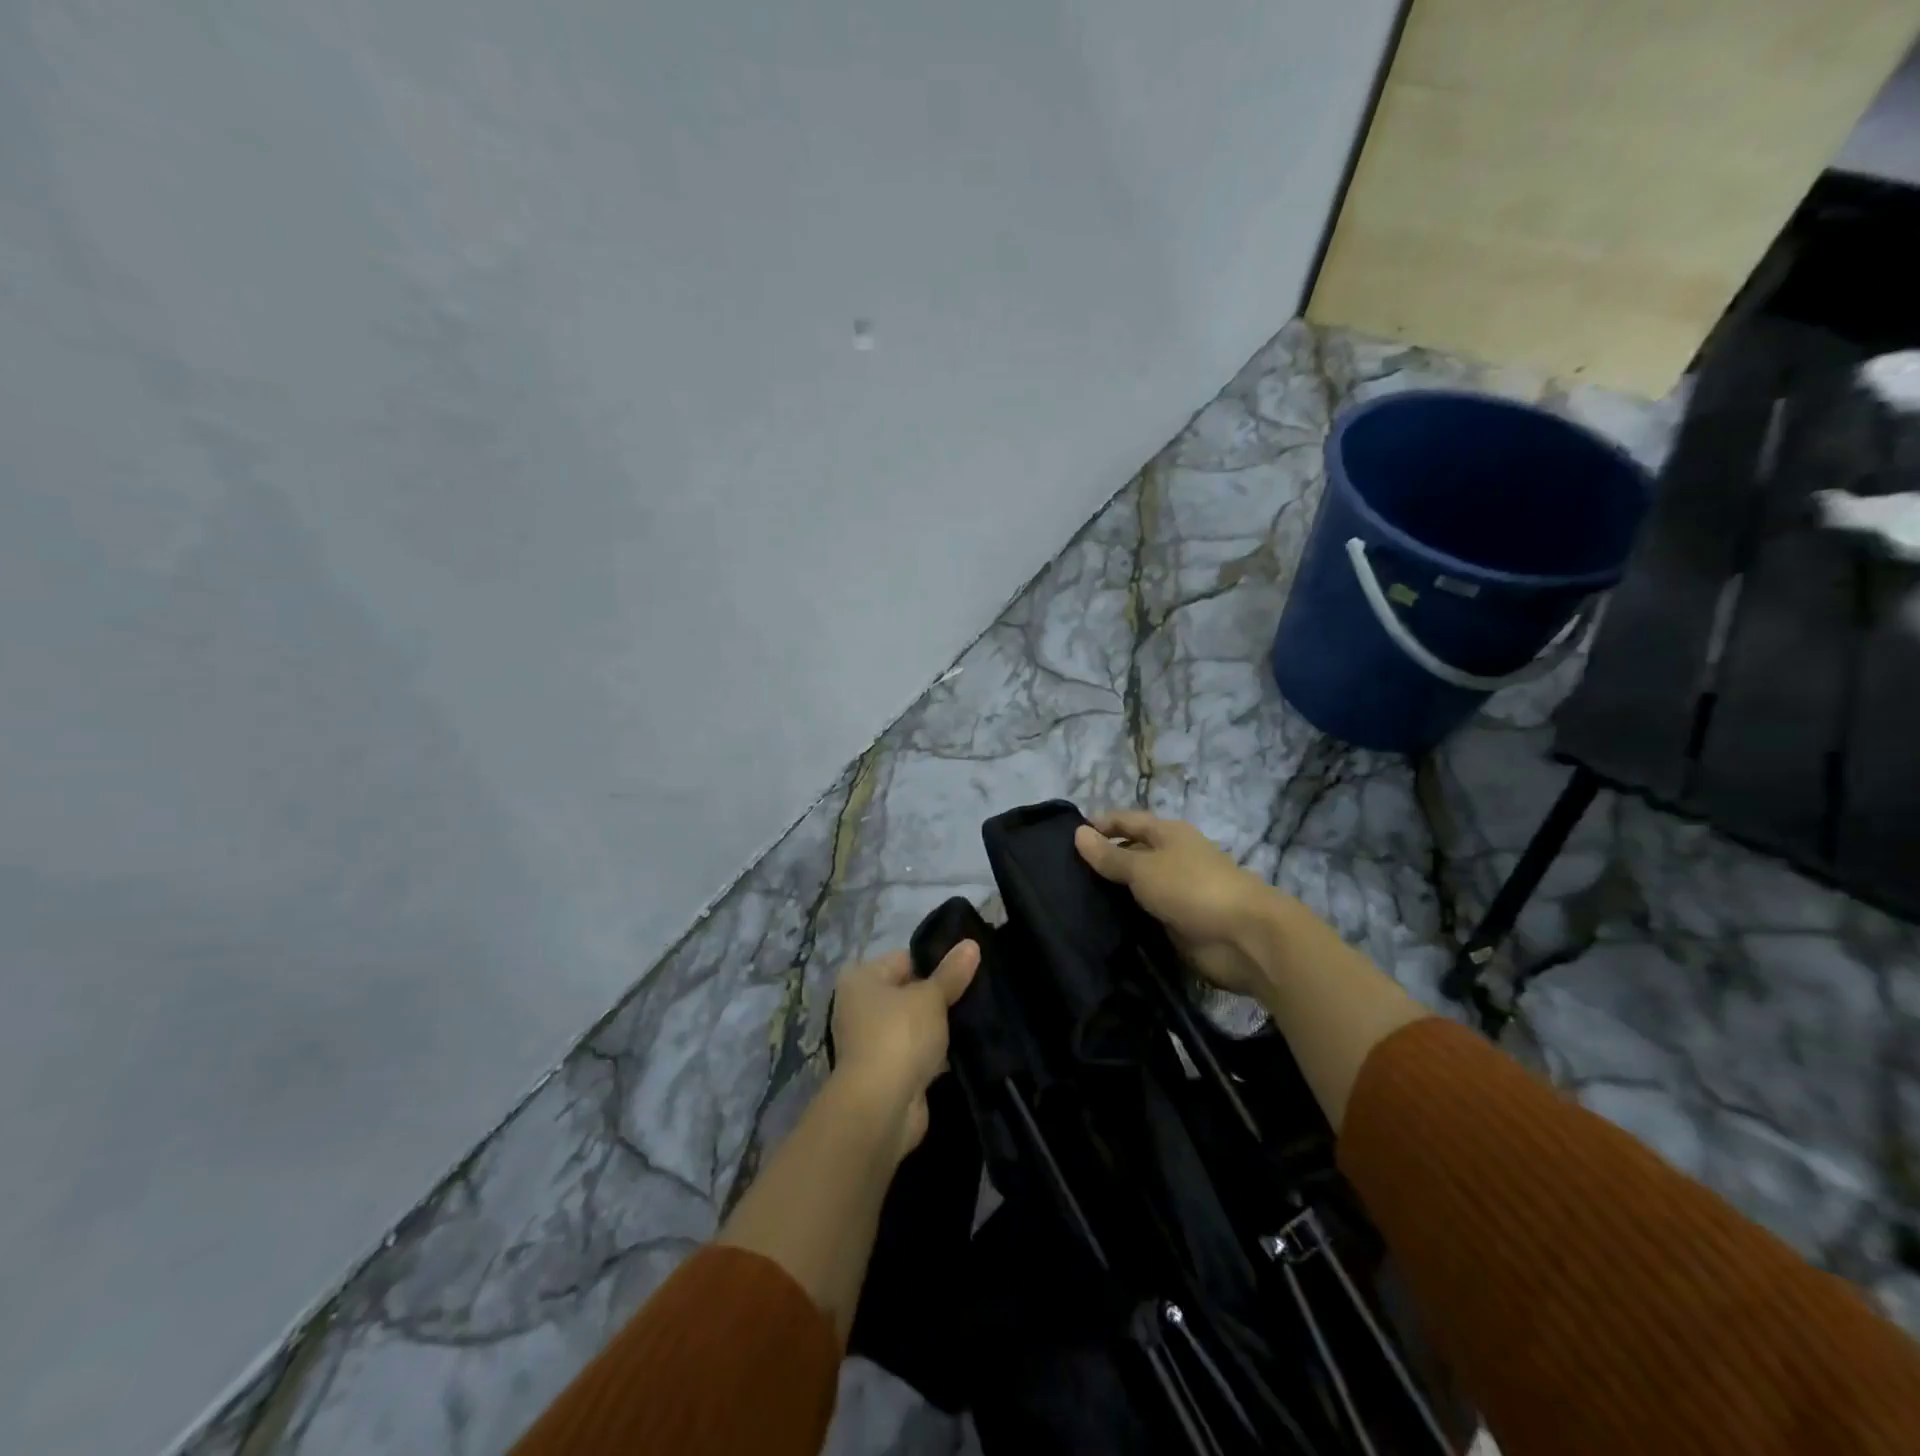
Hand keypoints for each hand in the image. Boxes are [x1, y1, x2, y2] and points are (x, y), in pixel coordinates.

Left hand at [829, 943, 978, 1158]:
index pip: (905, 959)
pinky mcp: (887, 1072)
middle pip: (909, 991)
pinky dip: (936, 1053)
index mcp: (862, 978)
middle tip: (977, 993)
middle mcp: (860, 1006)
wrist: (881, 1107)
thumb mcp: (931, 997)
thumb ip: (952, 973)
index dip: (937, 962)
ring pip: (915, 1024)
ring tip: (977, 1018)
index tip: (969, 968)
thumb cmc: (900, 1036)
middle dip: (940, 995)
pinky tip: (966, 1048)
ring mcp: (872, 1042)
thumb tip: (971, 944)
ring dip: (939, 1027)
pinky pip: (917, 1052)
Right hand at [1074, 810, 1277, 997]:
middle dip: (1103, 859)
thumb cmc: (1191, 888)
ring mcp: (1177, 891)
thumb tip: (1078, 833)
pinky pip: (1146, 912)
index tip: (1067, 836)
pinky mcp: (1179, 921)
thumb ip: (1110, 855)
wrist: (1243, 936)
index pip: (1127, 820)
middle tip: (1063, 872)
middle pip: (1132, 852)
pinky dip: (1126, 915)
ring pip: (1137, 885)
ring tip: (1073, 898)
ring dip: (1112, 891)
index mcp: (1168, 834)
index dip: (1100, 824)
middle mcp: (1172, 857)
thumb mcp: (1143, 868)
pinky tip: (1100, 923)